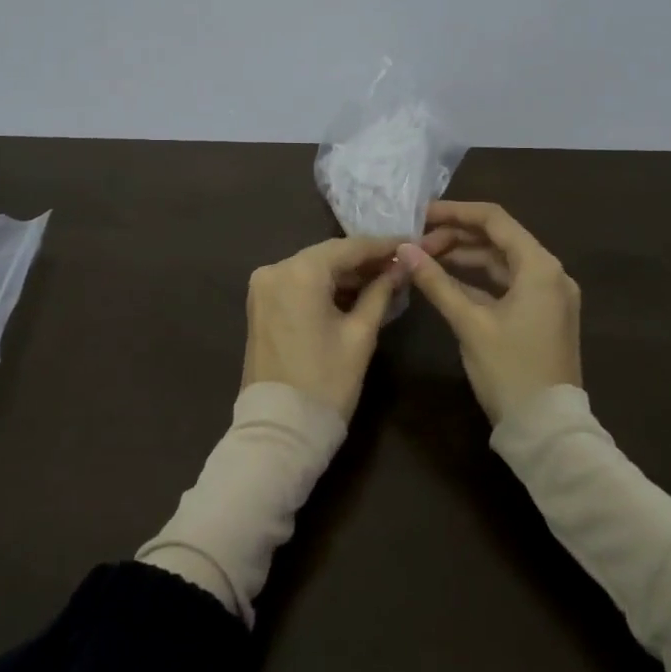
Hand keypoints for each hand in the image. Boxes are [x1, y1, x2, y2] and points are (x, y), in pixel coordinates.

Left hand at [243, 236, 407, 420]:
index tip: (410, 242)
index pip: (349, 248)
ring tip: (383, 279)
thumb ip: (380, 293)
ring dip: (344, 274)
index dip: (382, 245)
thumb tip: (400, 267)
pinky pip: (298, 284)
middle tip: (399, 263)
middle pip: (328, 255)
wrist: (279, 429)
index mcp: (300, 272)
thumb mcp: (360, 335)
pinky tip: (353, 293)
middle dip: (363, 260)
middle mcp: (275, 269)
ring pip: (312, 268)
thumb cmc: (326, 382)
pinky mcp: (260, 304)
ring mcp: (263, 286)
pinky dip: (324, 287)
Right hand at [396, 201, 581, 424]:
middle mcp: (549, 273)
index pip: (494, 219)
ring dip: (464, 257)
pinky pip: (506, 284)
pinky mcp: (541, 315)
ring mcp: (548, 295)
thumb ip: (436, 282)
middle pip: (498, 238)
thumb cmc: (510, 371)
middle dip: (456, 236)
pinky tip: (445, 281)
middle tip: (416, 244)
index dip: (455, 212)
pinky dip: (477, 280)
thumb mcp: (469, 323)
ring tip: (424, 259)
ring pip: (501, 261)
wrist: (548, 430)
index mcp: (539, 266)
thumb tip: (404, 249)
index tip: (420, 215)